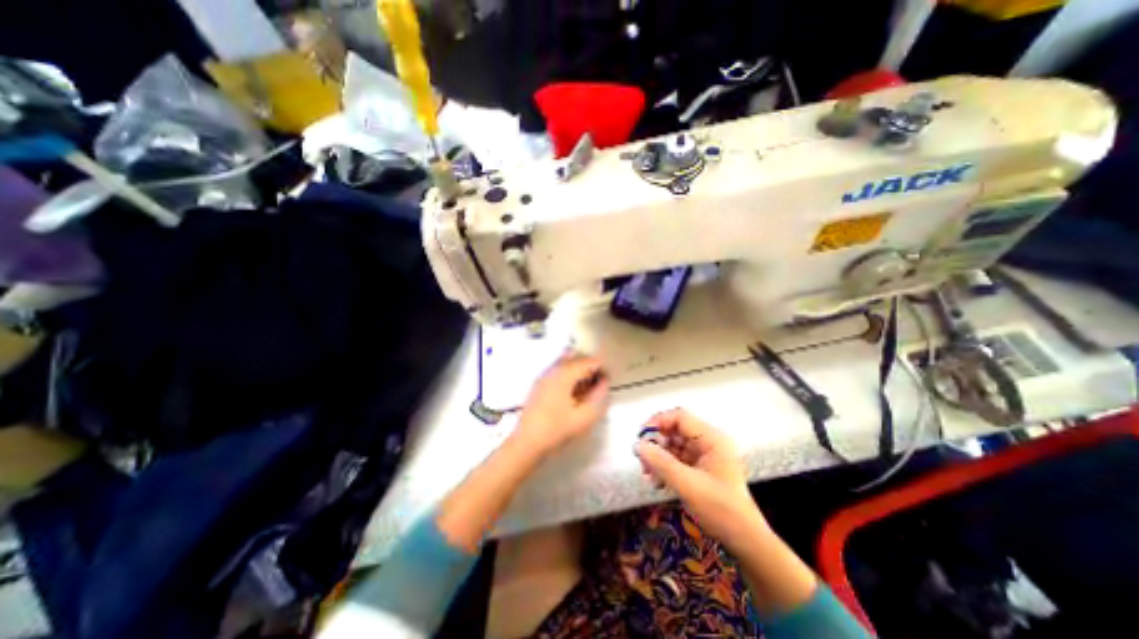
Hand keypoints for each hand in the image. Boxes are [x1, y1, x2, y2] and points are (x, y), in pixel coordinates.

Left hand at [512, 355, 609, 457]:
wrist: (528, 442)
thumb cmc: (557, 429)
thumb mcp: (584, 416)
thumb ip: (598, 396)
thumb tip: (604, 382)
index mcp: (564, 373)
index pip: (588, 361)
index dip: (601, 368)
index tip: (607, 381)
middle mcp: (553, 369)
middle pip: (576, 358)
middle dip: (589, 368)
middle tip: (598, 384)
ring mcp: (544, 375)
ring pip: (566, 363)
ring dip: (579, 371)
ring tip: (586, 389)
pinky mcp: (539, 383)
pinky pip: (558, 371)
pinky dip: (569, 376)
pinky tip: (572, 394)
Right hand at [638, 412, 768, 550]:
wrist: (745, 541)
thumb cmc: (721, 510)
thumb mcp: (688, 485)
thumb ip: (661, 463)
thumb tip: (637, 445)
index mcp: (712, 439)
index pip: (680, 417)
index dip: (658, 422)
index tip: (641, 437)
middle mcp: (708, 442)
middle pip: (675, 431)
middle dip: (656, 444)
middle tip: (642, 461)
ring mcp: (705, 455)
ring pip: (673, 446)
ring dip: (658, 458)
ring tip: (647, 475)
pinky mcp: (700, 468)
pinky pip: (677, 459)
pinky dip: (665, 467)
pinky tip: (656, 481)